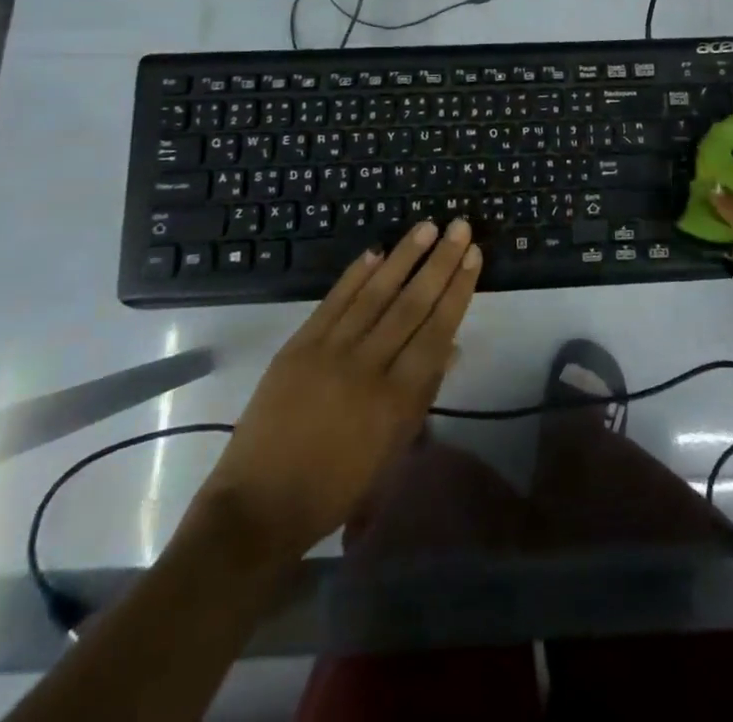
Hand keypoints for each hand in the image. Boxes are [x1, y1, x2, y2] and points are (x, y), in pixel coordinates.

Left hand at [190, 219, 480, 564]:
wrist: (259, 506)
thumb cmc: (336, 488)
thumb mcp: (391, 450)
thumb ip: (422, 394)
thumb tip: (451, 346)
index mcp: (396, 399)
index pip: (437, 330)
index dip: (457, 290)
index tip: (473, 256)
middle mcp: (367, 366)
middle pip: (411, 304)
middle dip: (439, 262)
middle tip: (459, 227)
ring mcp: (329, 351)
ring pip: (375, 294)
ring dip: (403, 257)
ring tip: (426, 227)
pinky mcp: (298, 346)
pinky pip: (333, 302)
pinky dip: (355, 275)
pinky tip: (375, 252)